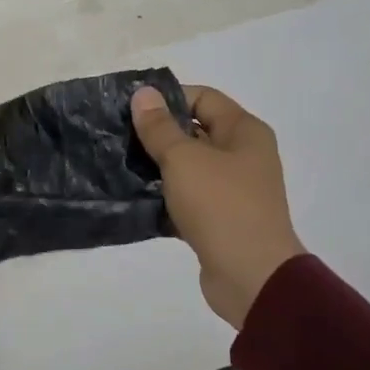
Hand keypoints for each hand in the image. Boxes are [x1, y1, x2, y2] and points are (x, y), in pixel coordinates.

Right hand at [131, 85, 304, 328]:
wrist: (250, 276)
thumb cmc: (220, 205)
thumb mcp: (183, 159)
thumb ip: (159, 126)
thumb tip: (143, 93)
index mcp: (244, 132)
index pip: (203, 98)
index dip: (167, 99)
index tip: (130, 110)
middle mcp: (243, 155)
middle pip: (195, 131)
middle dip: (157, 133)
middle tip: (118, 138)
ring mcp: (233, 189)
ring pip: (188, 167)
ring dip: (157, 166)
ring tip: (120, 166)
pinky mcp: (220, 219)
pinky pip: (187, 198)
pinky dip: (164, 197)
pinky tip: (134, 198)